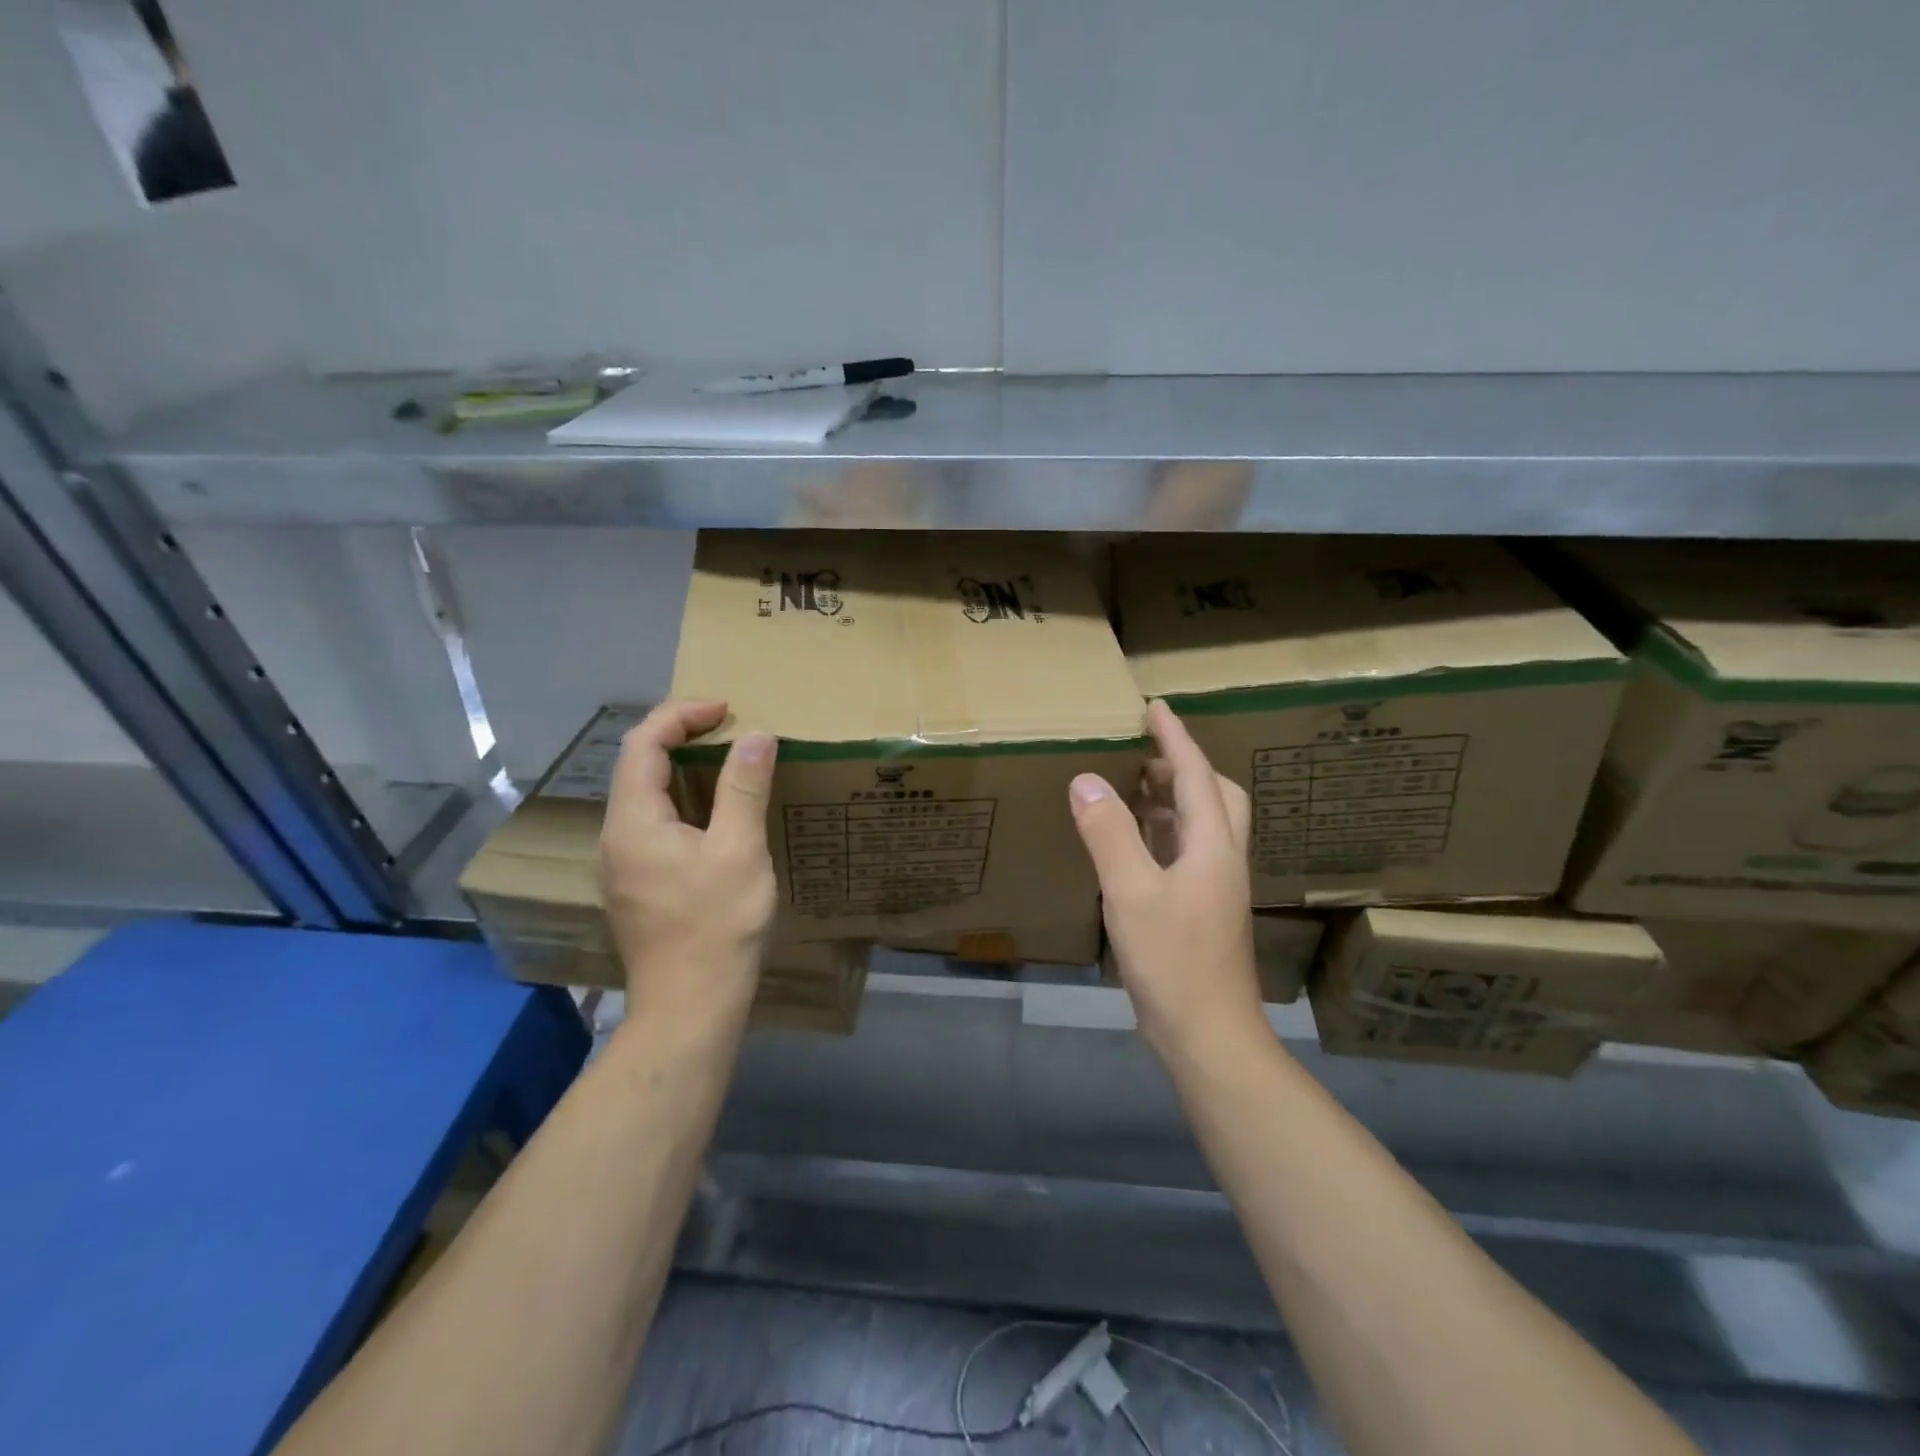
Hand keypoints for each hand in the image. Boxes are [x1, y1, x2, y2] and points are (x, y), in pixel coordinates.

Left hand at [601, 700, 777, 1021]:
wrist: (689, 1006)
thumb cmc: (716, 925)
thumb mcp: (739, 851)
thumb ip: (744, 788)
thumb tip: (756, 735)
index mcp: (633, 821)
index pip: (642, 744)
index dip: (681, 716)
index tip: (726, 710)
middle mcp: (616, 837)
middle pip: (637, 766)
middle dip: (680, 736)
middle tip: (730, 730)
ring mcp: (623, 865)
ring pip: (645, 797)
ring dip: (682, 769)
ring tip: (729, 764)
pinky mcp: (637, 886)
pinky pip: (654, 824)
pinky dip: (683, 801)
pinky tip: (716, 816)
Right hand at [1068, 700, 1264, 1061]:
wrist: (1209, 1035)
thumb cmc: (1172, 960)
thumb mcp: (1131, 892)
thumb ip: (1109, 833)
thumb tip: (1086, 780)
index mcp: (1212, 846)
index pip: (1196, 775)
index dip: (1176, 737)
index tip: (1155, 707)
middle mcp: (1222, 860)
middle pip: (1217, 796)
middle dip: (1184, 767)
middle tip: (1143, 756)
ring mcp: (1216, 888)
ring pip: (1204, 826)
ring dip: (1176, 799)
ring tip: (1134, 791)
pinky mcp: (1204, 911)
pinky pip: (1189, 852)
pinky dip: (1166, 833)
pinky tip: (1136, 845)